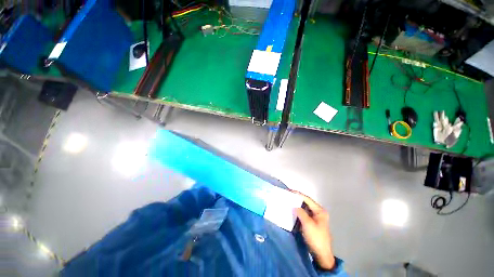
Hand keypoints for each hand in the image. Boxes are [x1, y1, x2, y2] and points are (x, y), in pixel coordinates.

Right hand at [292, 191, 335, 270]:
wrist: (321, 255)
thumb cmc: (316, 238)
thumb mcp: (307, 224)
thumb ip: (300, 212)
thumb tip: (294, 206)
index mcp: (320, 211)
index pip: (308, 199)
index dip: (299, 194)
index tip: (289, 191)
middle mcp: (318, 212)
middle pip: (306, 203)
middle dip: (297, 199)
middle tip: (288, 196)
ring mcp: (315, 218)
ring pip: (305, 208)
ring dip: (297, 205)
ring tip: (288, 202)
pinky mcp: (312, 223)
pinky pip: (304, 214)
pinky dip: (298, 212)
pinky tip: (292, 211)